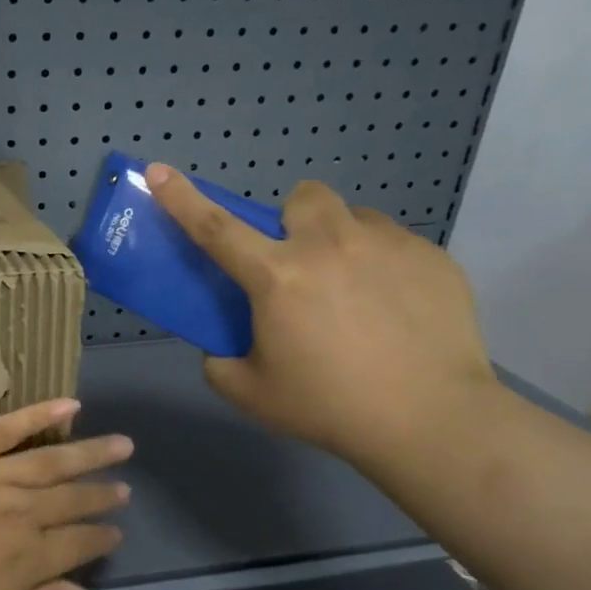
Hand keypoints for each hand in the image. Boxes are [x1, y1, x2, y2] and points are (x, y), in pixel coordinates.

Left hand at [0, 399, 131, 589]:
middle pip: (71, 499)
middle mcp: (21, 512)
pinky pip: (7, 427)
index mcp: (28, 557)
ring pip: (52, 461)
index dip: (100, 537)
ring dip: (90, 452)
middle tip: (124, 487)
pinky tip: (70, 405)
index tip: (116, 531)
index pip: (77, 543)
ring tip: (121, 445)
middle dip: (102, 494)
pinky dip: (40, 415)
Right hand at [145, 164, 498, 469]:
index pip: (216, 228)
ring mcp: (387, 244)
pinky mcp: (432, 256)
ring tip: (352, 289)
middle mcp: (329, 245)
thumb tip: (223, 345)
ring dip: (340, 241)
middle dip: (293, 221)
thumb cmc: (329, 406)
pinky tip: (394, 310)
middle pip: (301, 197)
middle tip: (299, 265)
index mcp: (277, 276)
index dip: (182, 198)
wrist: (430, 419)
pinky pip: (396, 243)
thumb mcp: (250, 393)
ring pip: (353, 218)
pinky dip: (382, 266)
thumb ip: (219, 362)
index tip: (159, 170)